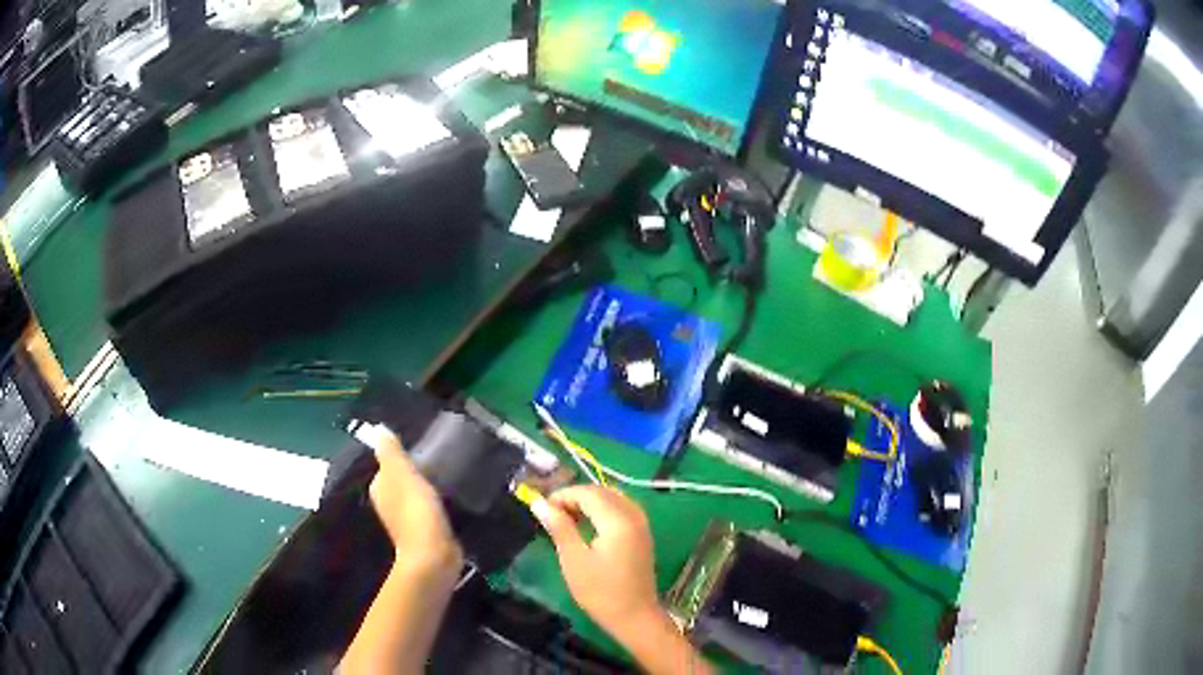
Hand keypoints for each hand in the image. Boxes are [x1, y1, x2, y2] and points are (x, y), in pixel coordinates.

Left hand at [366, 427, 461, 574]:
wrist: (433, 554)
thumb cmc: (415, 509)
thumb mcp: (402, 473)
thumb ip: (391, 452)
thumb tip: (379, 430)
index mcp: (380, 488)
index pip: (387, 466)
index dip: (402, 458)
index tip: (423, 450)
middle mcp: (389, 505)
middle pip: (402, 482)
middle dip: (416, 473)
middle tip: (441, 461)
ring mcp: (407, 521)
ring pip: (417, 497)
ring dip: (428, 489)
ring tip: (450, 477)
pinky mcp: (426, 533)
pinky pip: (431, 512)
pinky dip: (438, 505)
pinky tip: (453, 500)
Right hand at [532, 486, 661, 633]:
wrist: (634, 616)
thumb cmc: (600, 591)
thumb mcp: (573, 559)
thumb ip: (559, 527)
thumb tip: (539, 503)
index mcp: (618, 520)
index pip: (587, 493)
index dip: (563, 495)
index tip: (542, 509)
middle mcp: (633, 515)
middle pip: (602, 491)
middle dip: (575, 497)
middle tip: (552, 514)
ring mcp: (642, 524)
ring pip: (613, 498)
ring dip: (589, 502)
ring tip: (566, 519)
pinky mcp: (642, 534)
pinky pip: (621, 508)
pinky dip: (602, 510)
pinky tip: (587, 525)